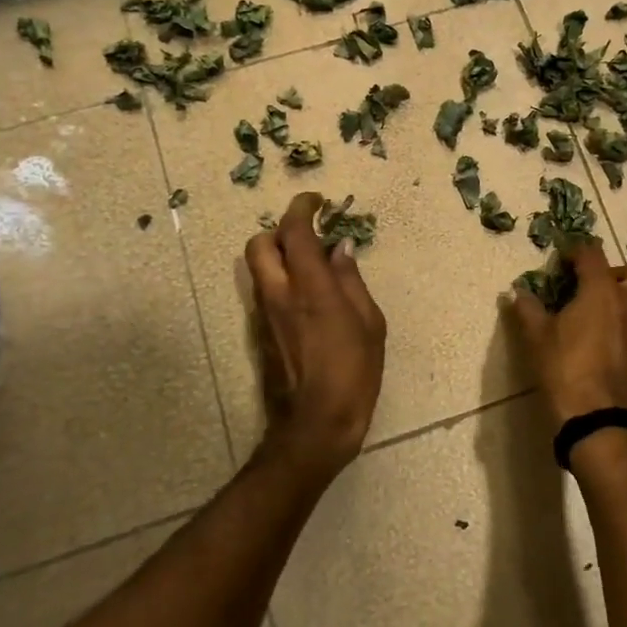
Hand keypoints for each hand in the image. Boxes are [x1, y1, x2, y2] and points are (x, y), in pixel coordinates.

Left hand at [245, 193, 387, 478]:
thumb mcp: (370, 323)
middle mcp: (279, 294)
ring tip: (311, 266)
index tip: (317, 201)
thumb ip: (352, 281)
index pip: (294, 232)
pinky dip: (279, 280)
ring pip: (257, 268)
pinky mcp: (260, 334)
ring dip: (278, 256)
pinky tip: (307, 298)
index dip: (302, 208)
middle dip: (279, 230)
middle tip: (308, 235)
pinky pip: (264, 292)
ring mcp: (264, 315)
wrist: (315, 425)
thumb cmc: (354, 373)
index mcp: (311, 288)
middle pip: (259, 244)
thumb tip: (341, 249)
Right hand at [509, 241, 626, 425]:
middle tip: (594, 287)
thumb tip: (518, 293)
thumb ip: (528, 309)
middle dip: (620, 273)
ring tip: (598, 316)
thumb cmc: (566, 370)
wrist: (600, 420)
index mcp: (603, 291)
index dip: (576, 251)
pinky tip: (606, 341)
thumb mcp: (537, 338)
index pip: (593, 254)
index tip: (561, 261)